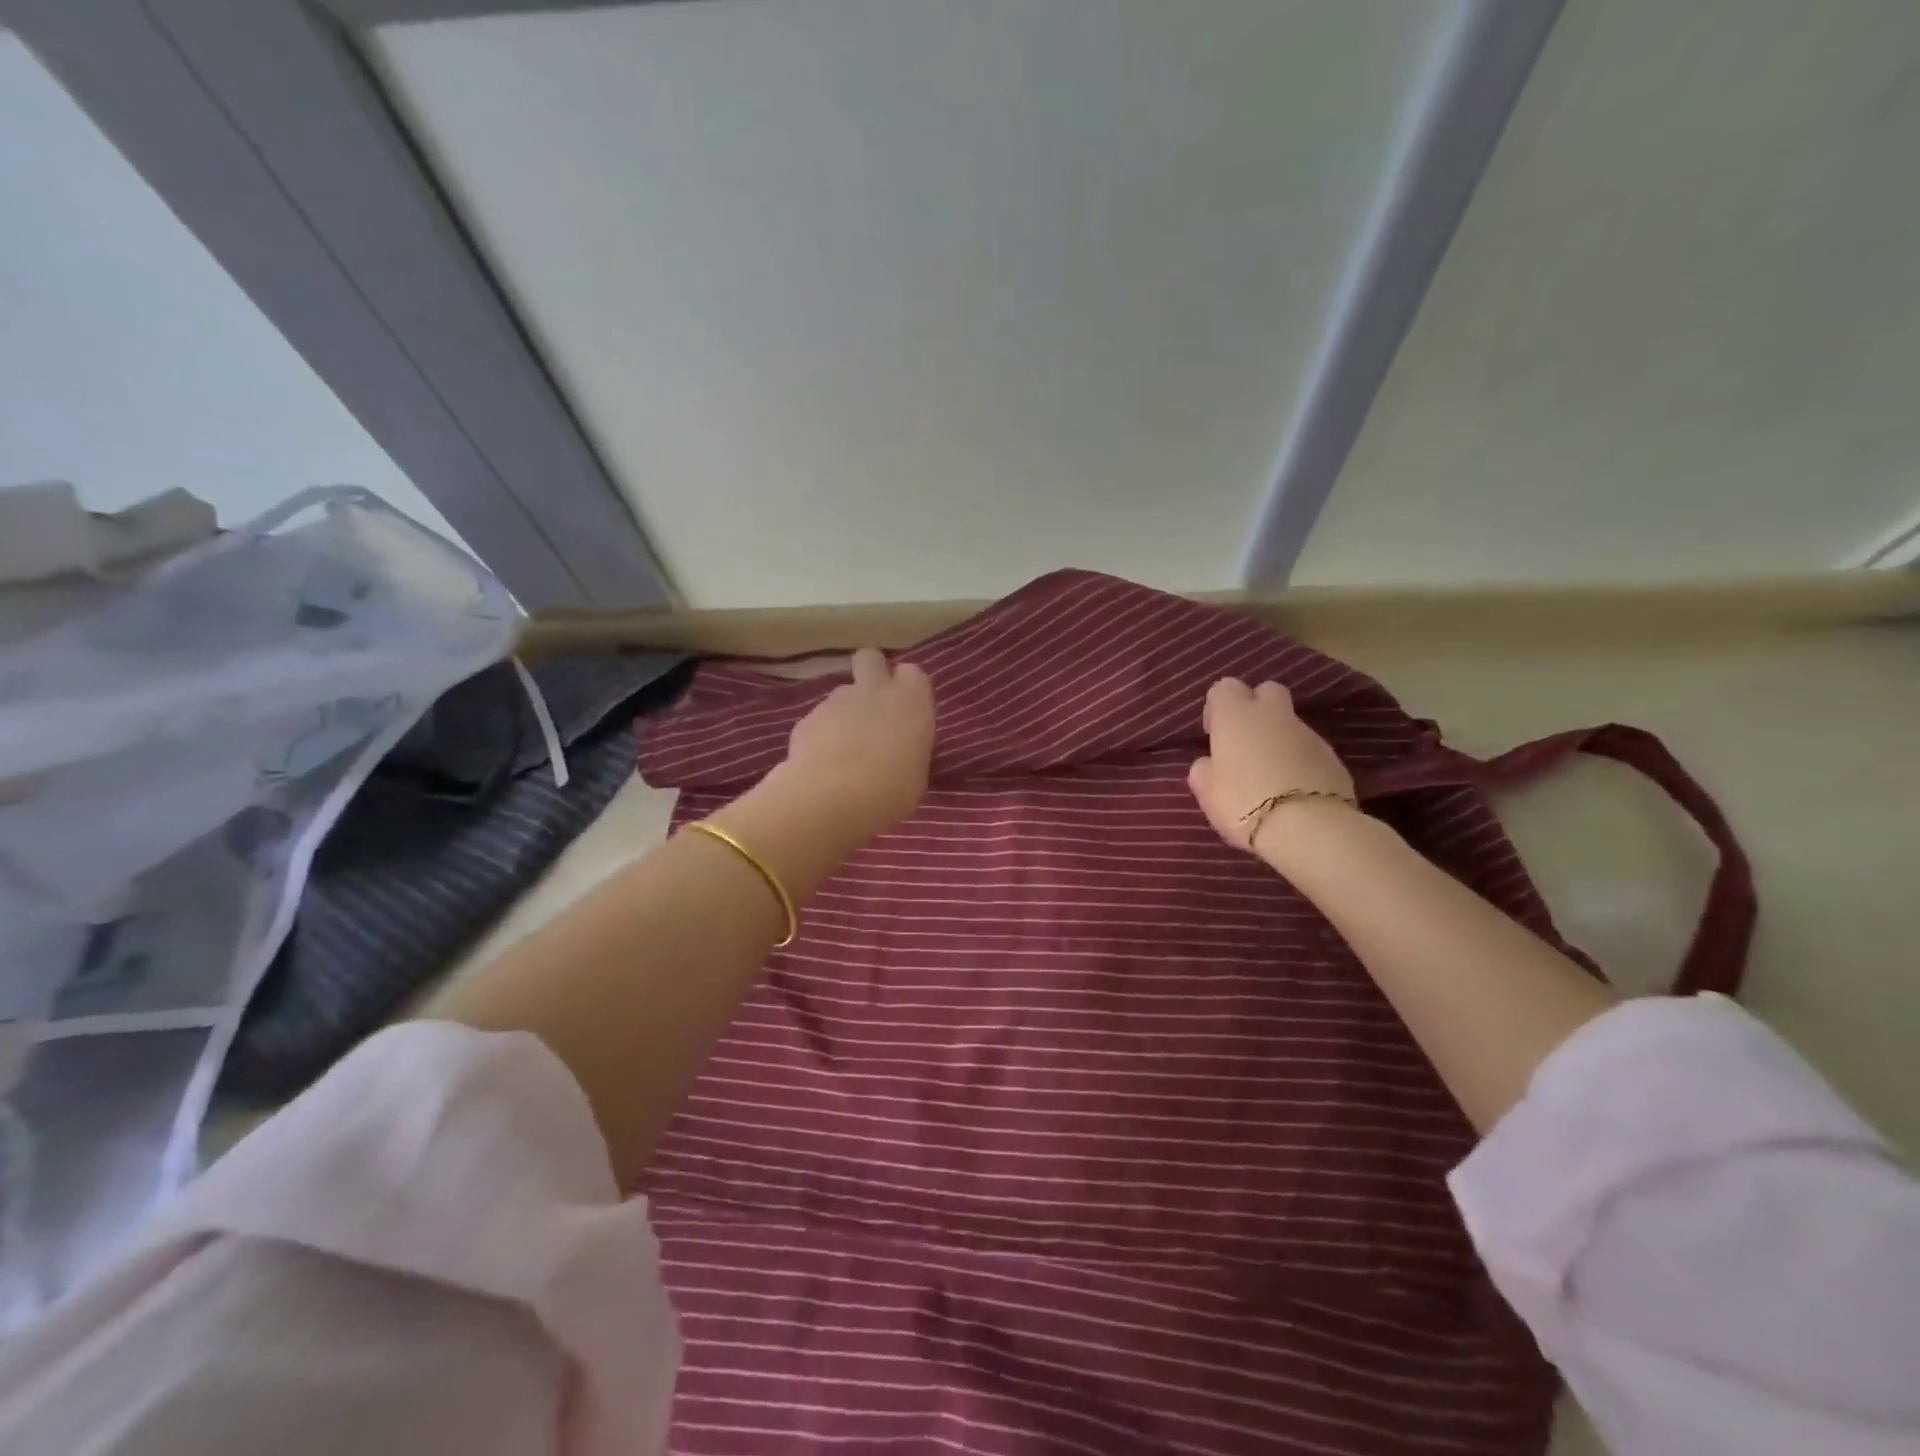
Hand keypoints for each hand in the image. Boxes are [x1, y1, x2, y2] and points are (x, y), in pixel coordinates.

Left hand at [777, 647, 934, 839]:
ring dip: (844, 713)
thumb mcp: (915, 775)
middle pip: (870, 659)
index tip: (905, 711)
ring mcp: (836, 701)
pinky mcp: (806, 718)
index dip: (906, 689)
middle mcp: (874, 690)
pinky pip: (818, 720)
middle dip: (870, 673)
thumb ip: (906, 749)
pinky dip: (820, 735)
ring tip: (844, 751)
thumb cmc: (892, 790)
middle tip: (872, 707)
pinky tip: (822, 764)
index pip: (912, 674)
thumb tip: (895, 750)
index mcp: (911, 700)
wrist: (833, 797)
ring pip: (841, 694)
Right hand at [1188, 678, 1354, 856]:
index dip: (1218, 708)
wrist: (1307, 826)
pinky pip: (1309, 748)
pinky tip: (1293, 788)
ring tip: (1270, 774)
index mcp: (1235, 715)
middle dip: (1256, 708)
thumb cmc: (1243, 803)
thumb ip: (1204, 770)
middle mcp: (1272, 714)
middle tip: (1246, 742)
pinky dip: (1300, 759)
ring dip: (1279, 738)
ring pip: (1289, 722)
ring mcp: (1307, 732)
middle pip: (1266, 691)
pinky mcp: (1333, 755)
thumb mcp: (1206, 791)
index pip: (1224, 688)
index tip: (1215, 734)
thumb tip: (1209, 763)